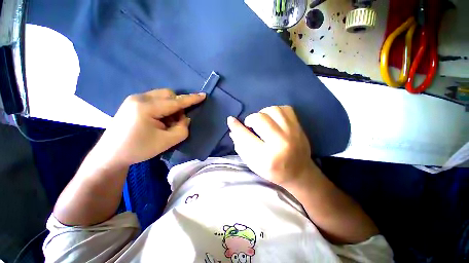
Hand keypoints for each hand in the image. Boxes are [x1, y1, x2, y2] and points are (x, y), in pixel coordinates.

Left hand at [94, 89, 205, 166]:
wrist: (111, 155)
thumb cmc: (139, 149)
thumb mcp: (167, 141)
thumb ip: (182, 129)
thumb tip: (185, 118)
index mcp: (147, 107)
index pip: (176, 101)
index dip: (192, 99)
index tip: (204, 95)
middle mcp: (140, 98)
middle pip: (168, 94)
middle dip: (178, 105)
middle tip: (178, 121)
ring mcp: (134, 99)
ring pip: (161, 96)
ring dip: (170, 107)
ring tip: (167, 122)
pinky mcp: (132, 103)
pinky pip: (154, 100)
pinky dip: (162, 108)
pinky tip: (158, 120)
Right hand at [227, 106, 316, 186]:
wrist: (299, 172)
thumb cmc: (273, 170)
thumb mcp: (253, 163)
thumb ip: (240, 145)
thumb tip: (232, 127)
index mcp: (267, 157)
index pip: (246, 136)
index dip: (236, 126)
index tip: (231, 120)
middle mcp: (281, 143)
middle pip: (259, 118)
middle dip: (251, 120)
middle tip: (251, 126)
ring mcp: (292, 133)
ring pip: (272, 110)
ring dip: (263, 113)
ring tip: (263, 122)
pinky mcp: (299, 126)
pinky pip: (285, 108)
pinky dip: (276, 111)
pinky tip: (274, 120)